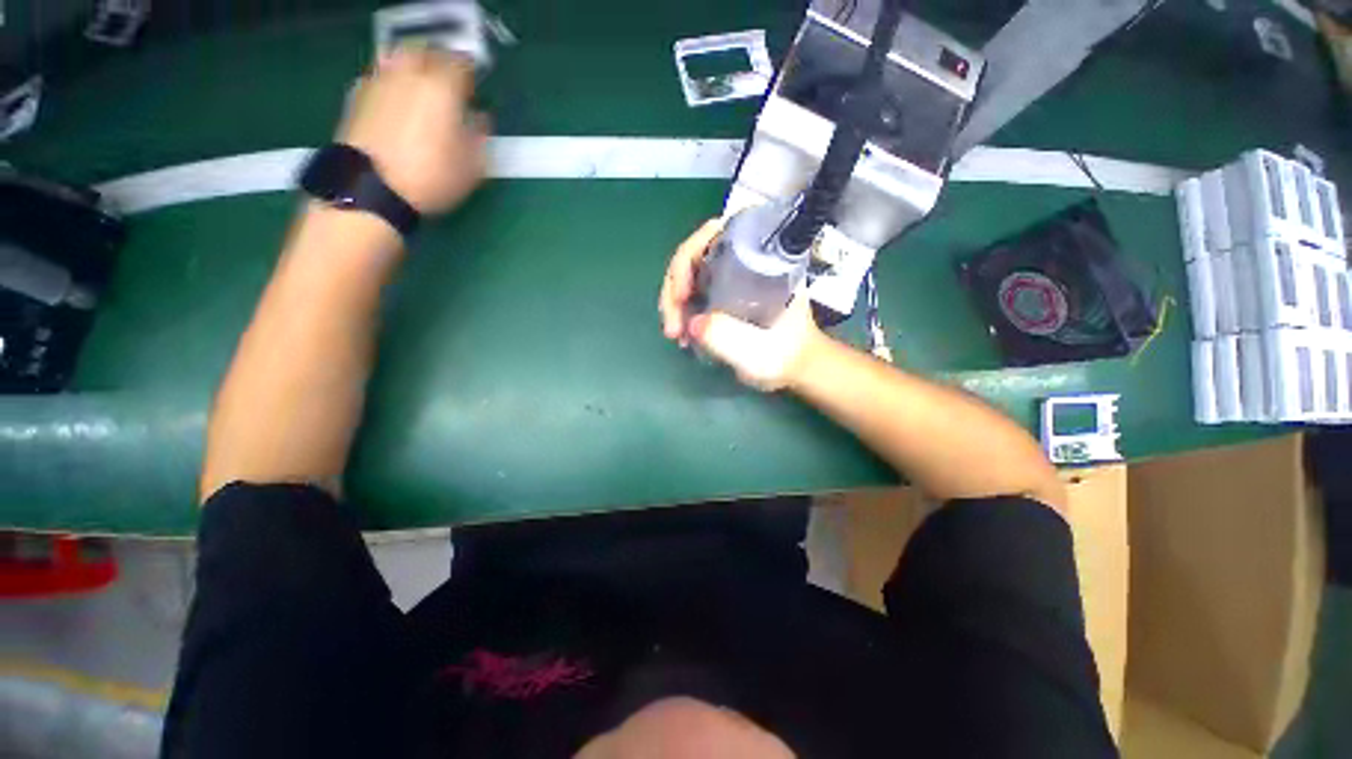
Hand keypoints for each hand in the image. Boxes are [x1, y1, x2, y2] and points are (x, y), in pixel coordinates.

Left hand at [338, 46, 488, 214]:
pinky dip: (391, 81)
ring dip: (412, 67)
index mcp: (442, 87)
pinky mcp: (357, 94)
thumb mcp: (472, 167)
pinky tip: (396, 102)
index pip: (460, 62)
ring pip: (399, 58)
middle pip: (426, 51)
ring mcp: (379, 80)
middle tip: (447, 84)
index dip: (469, 74)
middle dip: (439, 63)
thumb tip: (479, 117)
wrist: (373, 188)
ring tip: (420, 90)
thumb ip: (479, 135)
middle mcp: (409, 74)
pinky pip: (379, 76)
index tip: (473, 90)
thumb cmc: (432, 178)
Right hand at [659, 219, 825, 391]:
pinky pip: (690, 294)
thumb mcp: (761, 352)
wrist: (794, 368)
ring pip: (687, 275)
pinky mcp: (721, 297)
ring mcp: (729, 280)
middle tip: (672, 325)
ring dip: (673, 302)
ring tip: (674, 333)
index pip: (716, 235)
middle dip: (674, 287)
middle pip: (693, 255)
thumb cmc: (787, 356)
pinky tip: (681, 336)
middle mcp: (741, 263)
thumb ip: (729, 339)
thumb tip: (693, 323)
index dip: (689, 256)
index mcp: (760, 262)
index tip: (681, 293)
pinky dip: (680, 312)